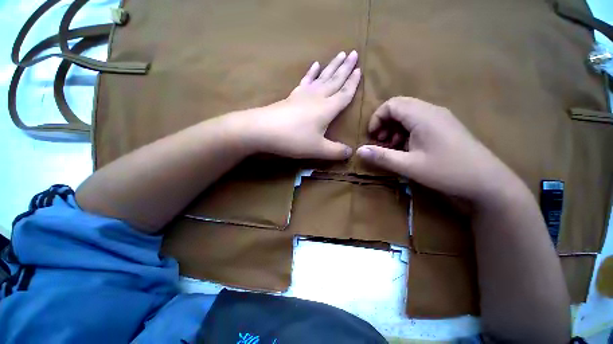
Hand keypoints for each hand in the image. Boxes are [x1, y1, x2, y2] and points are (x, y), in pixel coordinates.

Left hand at [233, 51, 360, 159]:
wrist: (263, 130)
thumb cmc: (294, 139)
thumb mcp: (318, 149)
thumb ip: (336, 151)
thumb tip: (351, 152)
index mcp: (327, 108)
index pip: (344, 94)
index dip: (353, 84)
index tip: (360, 70)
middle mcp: (317, 97)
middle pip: (335, 80)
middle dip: (346, 68)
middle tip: (354, 52)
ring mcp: (303, 95)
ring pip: (322, 77)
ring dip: (332, 66)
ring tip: (340, 54)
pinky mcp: (292, 96)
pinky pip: (305, 81)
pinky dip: (311, 73)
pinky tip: (315, 65)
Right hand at [356, 97, 520, 202]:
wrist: (486, 181)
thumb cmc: (447, 171)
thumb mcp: (409, 166)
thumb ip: (381, 156)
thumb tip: (359, 150)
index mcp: (422, 116)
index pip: (391, 104)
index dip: (377, 119)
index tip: (372, 137)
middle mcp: (431, 111)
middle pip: (399, 107)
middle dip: (384, 124)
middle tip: (381, 143)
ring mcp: (440, 118)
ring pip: (408, 114)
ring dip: (395, 128)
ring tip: (392, 147)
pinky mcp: (444, 126)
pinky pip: (418, 121)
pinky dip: (406, 132)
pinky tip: (407, 148)